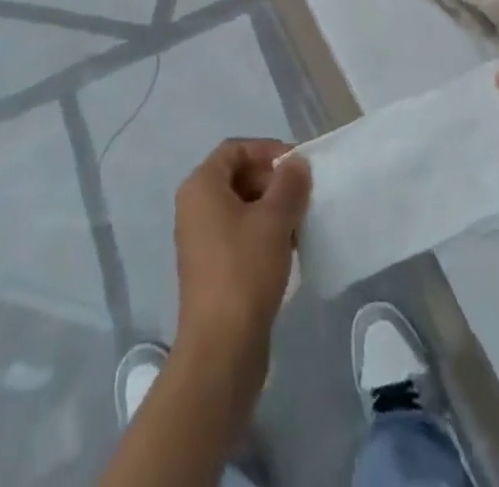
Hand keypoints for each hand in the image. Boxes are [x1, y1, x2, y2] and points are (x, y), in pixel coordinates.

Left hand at [173, 138, 310, 366]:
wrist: (221, 350)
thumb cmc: (245, 270)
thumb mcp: (275, 219)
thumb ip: (289, 183)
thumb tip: (296, 164)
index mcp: (201, 186)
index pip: (236, 149)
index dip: (268, 150)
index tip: (298, 165)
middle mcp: (195, 207)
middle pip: (237, 176)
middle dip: (272, 181)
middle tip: (304, 195)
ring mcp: (200, 240)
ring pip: (241, 207)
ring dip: (271, 209)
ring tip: (300, 223)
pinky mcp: (211, 269)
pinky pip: (239, 234)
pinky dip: (263, 233)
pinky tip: (288, 249)